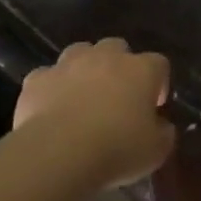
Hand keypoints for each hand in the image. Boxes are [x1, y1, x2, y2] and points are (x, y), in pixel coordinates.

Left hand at [14, 39, 174, 187]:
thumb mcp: (157, 150)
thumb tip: (161, 126)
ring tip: (85, 96)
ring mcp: (67, 65)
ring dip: (85, 68)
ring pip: (80, 52)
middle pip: (117, 47)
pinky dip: (52, 87)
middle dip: (120, 66)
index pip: (159, 64)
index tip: (155, 105)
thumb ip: (163, 132)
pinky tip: (53, 108)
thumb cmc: (118, 148)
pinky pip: (48, 76)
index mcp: (141, 70)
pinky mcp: (36, 80)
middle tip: (119, 95)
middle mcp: (106, 58)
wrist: (58, 153)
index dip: (159, 83)